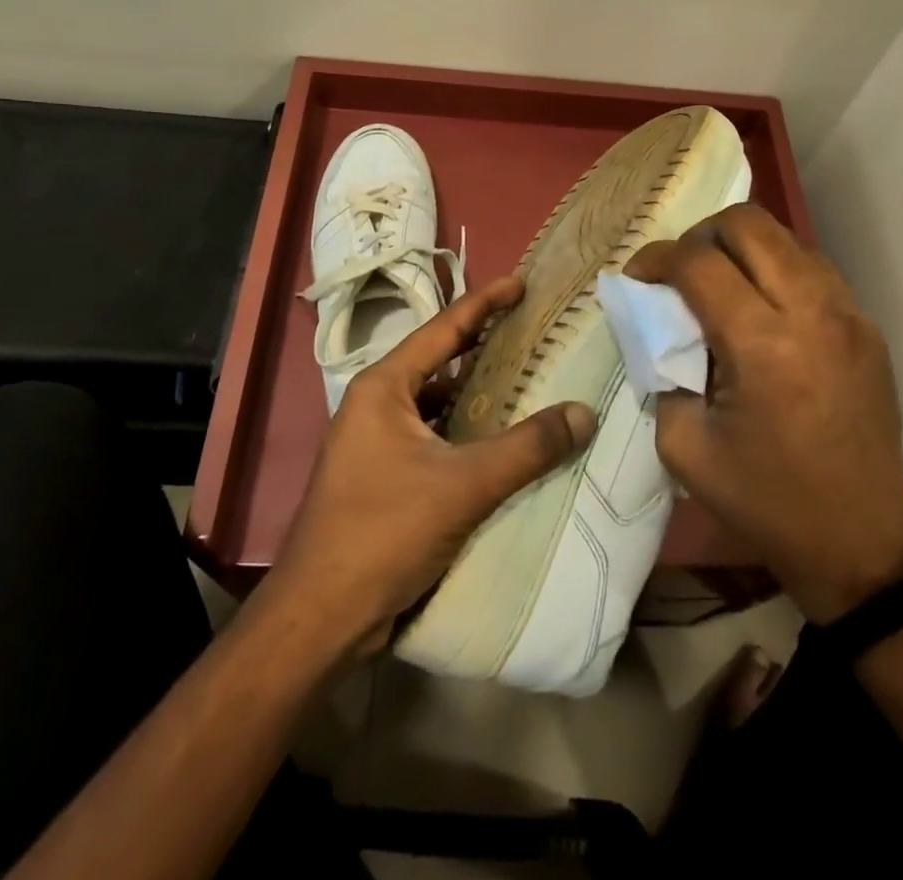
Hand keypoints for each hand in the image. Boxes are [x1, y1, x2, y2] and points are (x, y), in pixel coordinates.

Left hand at [268, 275, 597, 654]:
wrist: (319, 619)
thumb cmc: (382, 532)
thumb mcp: (463, 485)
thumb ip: (527, 448)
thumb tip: (583, 414)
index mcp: (384, 387)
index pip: (443, 328)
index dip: (485, 303)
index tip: (521, 283)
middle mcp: (376, 405)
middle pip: (440, 362)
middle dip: (485, 346)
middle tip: (533, 332)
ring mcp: (376, 443)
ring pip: (438, 404)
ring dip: (477, 395)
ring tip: (527, 384)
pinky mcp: (383, 477)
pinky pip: (434, 438)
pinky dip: (466, 433)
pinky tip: (500, 444)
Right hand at [625, 206, 902, 622]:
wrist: (860, 541)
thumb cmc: (764, 500)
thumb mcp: (683, 445)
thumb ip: (661, 369)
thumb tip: (657, 324)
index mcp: (762, 345)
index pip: (699, 262)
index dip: (657, 258)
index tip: (639, 278)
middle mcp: (811, 312)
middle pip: (748, 224)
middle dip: (700, 235)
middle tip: (680, 272)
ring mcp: (849, 314)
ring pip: (785, 237)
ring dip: (742, 247)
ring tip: (720, 284)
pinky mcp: (868, 326)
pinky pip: (814, 267)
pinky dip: (777, 268)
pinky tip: (762, 305)